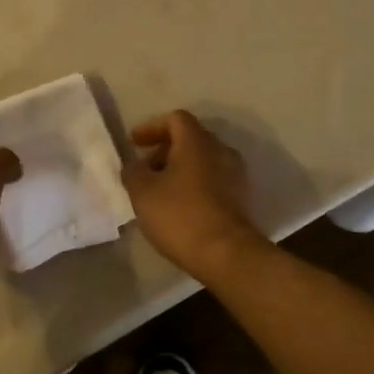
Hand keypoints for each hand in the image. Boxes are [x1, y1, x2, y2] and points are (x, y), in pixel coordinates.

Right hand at [123, 110, 266, 279]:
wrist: (226, 254)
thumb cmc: (179, 215)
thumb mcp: (142, 192)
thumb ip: (133, 172)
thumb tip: (134, 166)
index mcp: (197, 142)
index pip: (175, 119)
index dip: (151, 127)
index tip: (134, 143)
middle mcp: (220, 151)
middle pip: (190, 139)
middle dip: (164, 150)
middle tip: (145, 169)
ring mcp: (234, 175)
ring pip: (202, 160)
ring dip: (179, 169)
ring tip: (159, 190)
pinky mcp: (240, 198)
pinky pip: (212, 180)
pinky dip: (193, 184)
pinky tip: (178, 206)